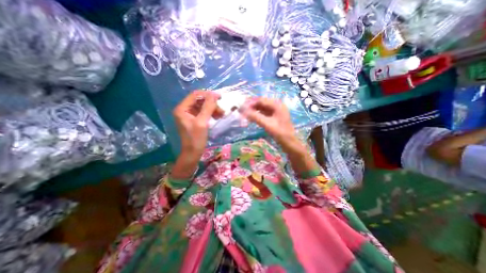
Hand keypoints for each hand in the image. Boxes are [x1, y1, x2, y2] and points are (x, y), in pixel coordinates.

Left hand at [173, 90, 221, 160]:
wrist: (193, 153)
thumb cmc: (196, 139)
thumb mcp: (202, 122)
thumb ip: (208, 107)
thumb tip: (214, 94)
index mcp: (182, 109)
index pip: (195, 95)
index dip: (208, 95)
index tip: (220, 98)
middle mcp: (184, 109)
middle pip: (200, 100)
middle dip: (212, 104)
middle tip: (221, 111)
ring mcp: (189, 114)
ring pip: (203, 106)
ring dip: (213, 109)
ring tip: (221, 115)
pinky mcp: (194, 119)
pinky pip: (204, 112)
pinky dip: (211, 113)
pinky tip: (217, 117)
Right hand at [241, 97, 297, 144]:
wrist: (289, 142)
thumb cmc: (279, 133)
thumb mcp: (267, 124)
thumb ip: (255, 116)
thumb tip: (243, 111)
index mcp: (277, 105)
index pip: (261, 100)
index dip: (251, 103)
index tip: (242, 107)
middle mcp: (277, 105)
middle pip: (262, 103)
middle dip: (252, 106)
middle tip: (242, 110)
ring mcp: (276, 111)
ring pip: (262, 108)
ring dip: (254, 110)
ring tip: (245, 114)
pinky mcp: (275, 116)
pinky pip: (264, 112)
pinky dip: (258, 114)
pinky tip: (252, 117)